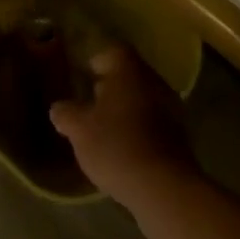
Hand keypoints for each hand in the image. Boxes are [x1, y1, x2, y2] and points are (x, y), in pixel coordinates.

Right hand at [50, 47, 195, 205]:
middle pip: (130, 74)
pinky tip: (126, 149)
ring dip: (126, 109)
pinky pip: (155, 121)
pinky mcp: (180, 135)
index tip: (84, 77)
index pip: (113, 51)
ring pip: (143, 98)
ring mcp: (171, 107)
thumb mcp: (79, 130)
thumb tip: (59, 107)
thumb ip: (66, 113)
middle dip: (111, 87)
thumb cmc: (117, 146)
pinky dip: (140, 128)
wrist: (164, 187)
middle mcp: (153, 80)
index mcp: (128, 70)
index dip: (97, 61)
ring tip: (106, 129)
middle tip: (91, 103)